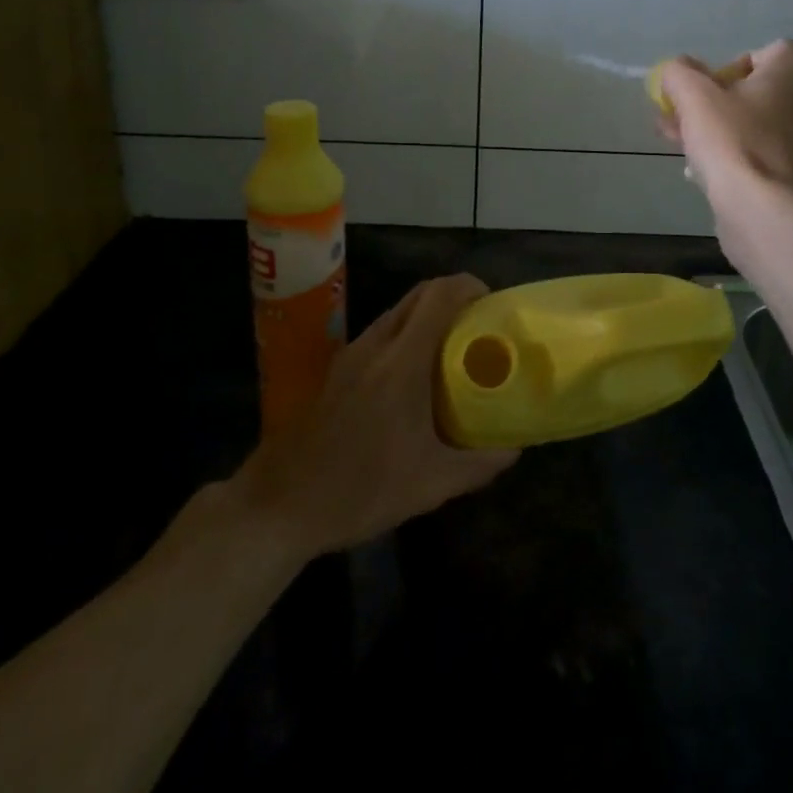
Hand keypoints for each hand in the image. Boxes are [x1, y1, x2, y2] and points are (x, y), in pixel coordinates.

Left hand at [234, 274, 517, 557]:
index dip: (469, 286)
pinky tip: (414, 379)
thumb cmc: (359, 491)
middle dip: (453, 298)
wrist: (278, 506)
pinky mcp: (336, 371)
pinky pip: (380, 334)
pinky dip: (405, 336)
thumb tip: (514, 449)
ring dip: (427, 317)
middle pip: (419, 295)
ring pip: (397, 314)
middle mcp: (375, 345)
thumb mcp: (430, 486)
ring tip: (453, 352)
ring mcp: (351, 355)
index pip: (439, 296)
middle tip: (479, 328)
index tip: (492, 305)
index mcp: (401, 362)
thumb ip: (478, 464)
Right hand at [657, 39, 792, 201]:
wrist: (767, 212)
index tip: (704, 90)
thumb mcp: (693, 96)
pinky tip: (706, 175)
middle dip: (714, 104)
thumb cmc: (734, 142)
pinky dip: (738, 158)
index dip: (728, 68)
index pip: (764, 53)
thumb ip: (679, 73)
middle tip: (680, 120)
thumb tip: (676, 71)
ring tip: (682, 148)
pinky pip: (765, 155)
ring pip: (757, 125)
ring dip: (720, 131)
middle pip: (756, 92)